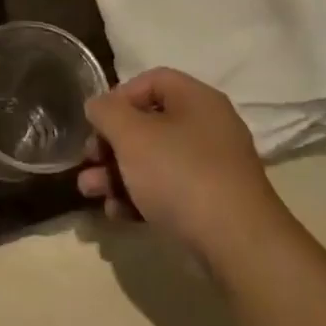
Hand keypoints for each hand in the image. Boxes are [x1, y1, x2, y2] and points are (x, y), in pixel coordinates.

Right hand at [79, 69, 290, 267]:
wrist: (237, 244)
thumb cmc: (180, 174)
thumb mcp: (132, 136)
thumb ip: (107, 112)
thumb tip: (97, 105)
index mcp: (196, 99)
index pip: (152, 80)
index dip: (118, 96)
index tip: (96, 121)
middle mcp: (207, 127)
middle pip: (148, 124)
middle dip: (110, 144)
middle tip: (87, 160)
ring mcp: (212, 168)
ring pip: (154, 161)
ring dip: (117, 174)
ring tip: (90, 192)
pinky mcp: (211, 204)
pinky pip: (168, 190)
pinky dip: (140, 197)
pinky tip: (116, 214)